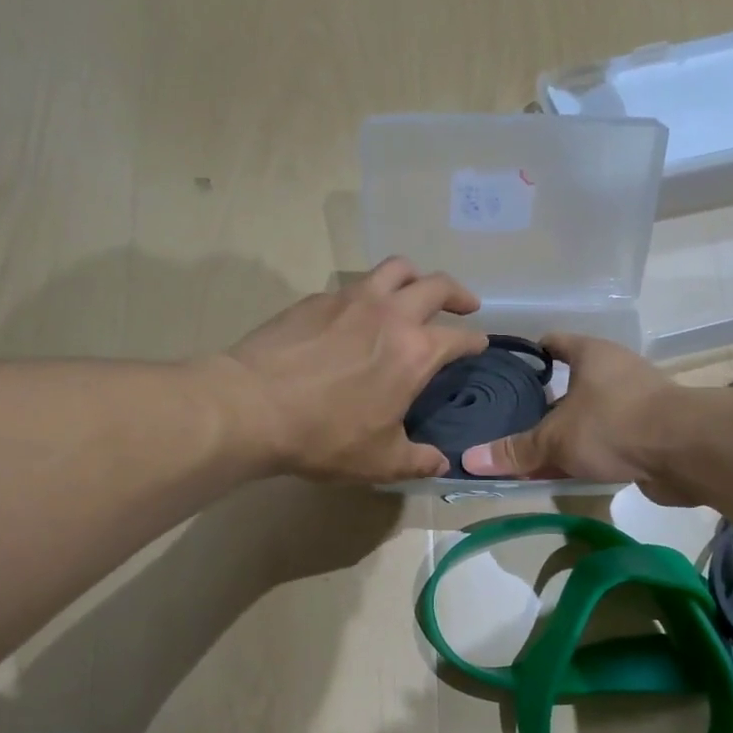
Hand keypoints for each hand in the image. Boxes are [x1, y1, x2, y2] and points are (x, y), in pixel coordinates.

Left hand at [218, 258, 488, 482]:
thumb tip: (442, 463)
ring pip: (395, 268)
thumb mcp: (380, 461)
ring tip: (415, 290)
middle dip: (458, 293)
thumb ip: (418, 460)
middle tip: (465, 304)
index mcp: (415, 351)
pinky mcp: (316, 299)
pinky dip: (369, 292)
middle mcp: (390, 314)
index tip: (479, 345)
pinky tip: (357, 314)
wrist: (253, 406)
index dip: (475, 341)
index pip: (459, 337)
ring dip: (414, 276)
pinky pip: (354, 284)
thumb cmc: (325, 435)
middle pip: (436, 285)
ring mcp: (351, 299)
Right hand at [459, 334, 692, 501]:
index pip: (554, 343)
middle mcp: (615, 371)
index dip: (530, 354)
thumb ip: (516, 450)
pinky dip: (590, 452)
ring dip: (569, 431)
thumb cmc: (614, 424)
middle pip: (572, 382)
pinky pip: (609, 439)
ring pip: (591, 414)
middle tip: (513, 418)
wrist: (687, 451)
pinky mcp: (652, 432)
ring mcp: (637, 402)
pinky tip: (568, 469)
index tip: (508, 370)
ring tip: (535, 448)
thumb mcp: (556, 438)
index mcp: (591, 354)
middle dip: (546, 402)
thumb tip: (470, 459)